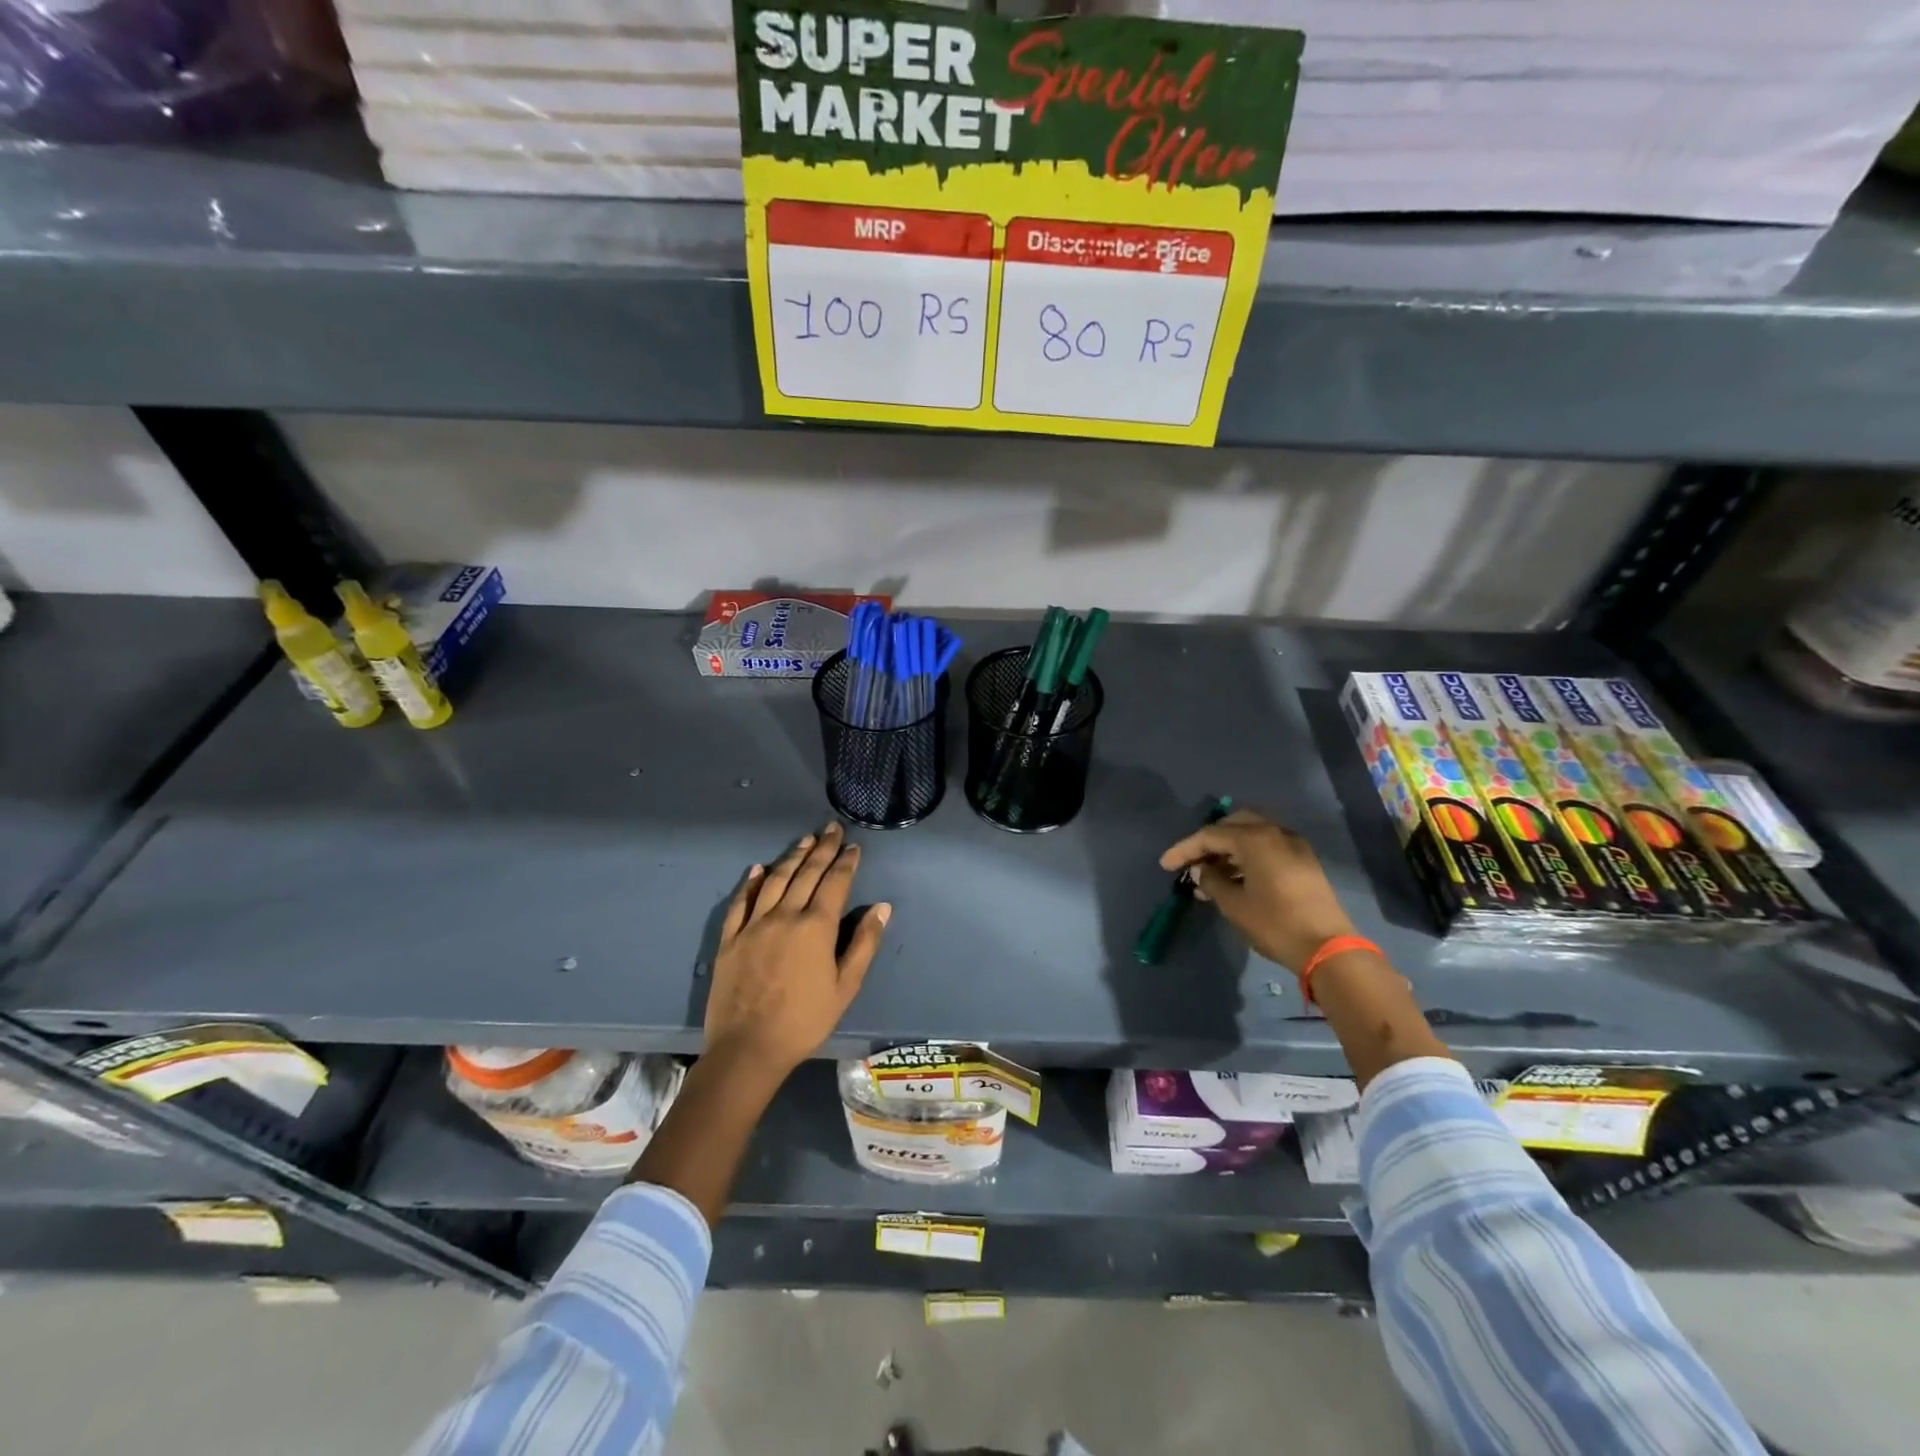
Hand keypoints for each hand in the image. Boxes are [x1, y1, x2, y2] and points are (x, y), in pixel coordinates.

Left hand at [705, 821, 889, 1078]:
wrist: (748, 1048)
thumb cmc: (805, 1020)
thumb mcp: (846, 987)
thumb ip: (864, 943)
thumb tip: (881, 907)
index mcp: (816, 926)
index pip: (834, 883)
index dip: (845, 862)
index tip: (854, 846)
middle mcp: (785, 915)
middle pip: (806, 873)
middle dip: (822, 849)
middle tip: (831, 829)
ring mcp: (753, 924)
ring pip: (774, 880)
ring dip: (792, 857)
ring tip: (805, 840)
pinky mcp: (730, 938)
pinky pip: (740, 902)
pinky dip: (751, 882)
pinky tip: (758, 869)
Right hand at [1158, 809, 1356, 973]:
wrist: (1327, 949)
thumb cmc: (1275, 924)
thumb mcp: (1234, 904)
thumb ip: (1212, 881)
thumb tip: (1200, 870)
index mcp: (1255, 839)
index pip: (1210, 835)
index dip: (1185, 849)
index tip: (1166, 865)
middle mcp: (1275, 833)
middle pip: (1233, 825)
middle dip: (1209, 842)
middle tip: (1192, 862)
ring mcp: (1294, 845)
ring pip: (1252, 835)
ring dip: (1229, 849)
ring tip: (1210, 875)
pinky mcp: (1304, 861)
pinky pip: (1268, 847)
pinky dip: (1248, 855)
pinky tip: (1236, 878)